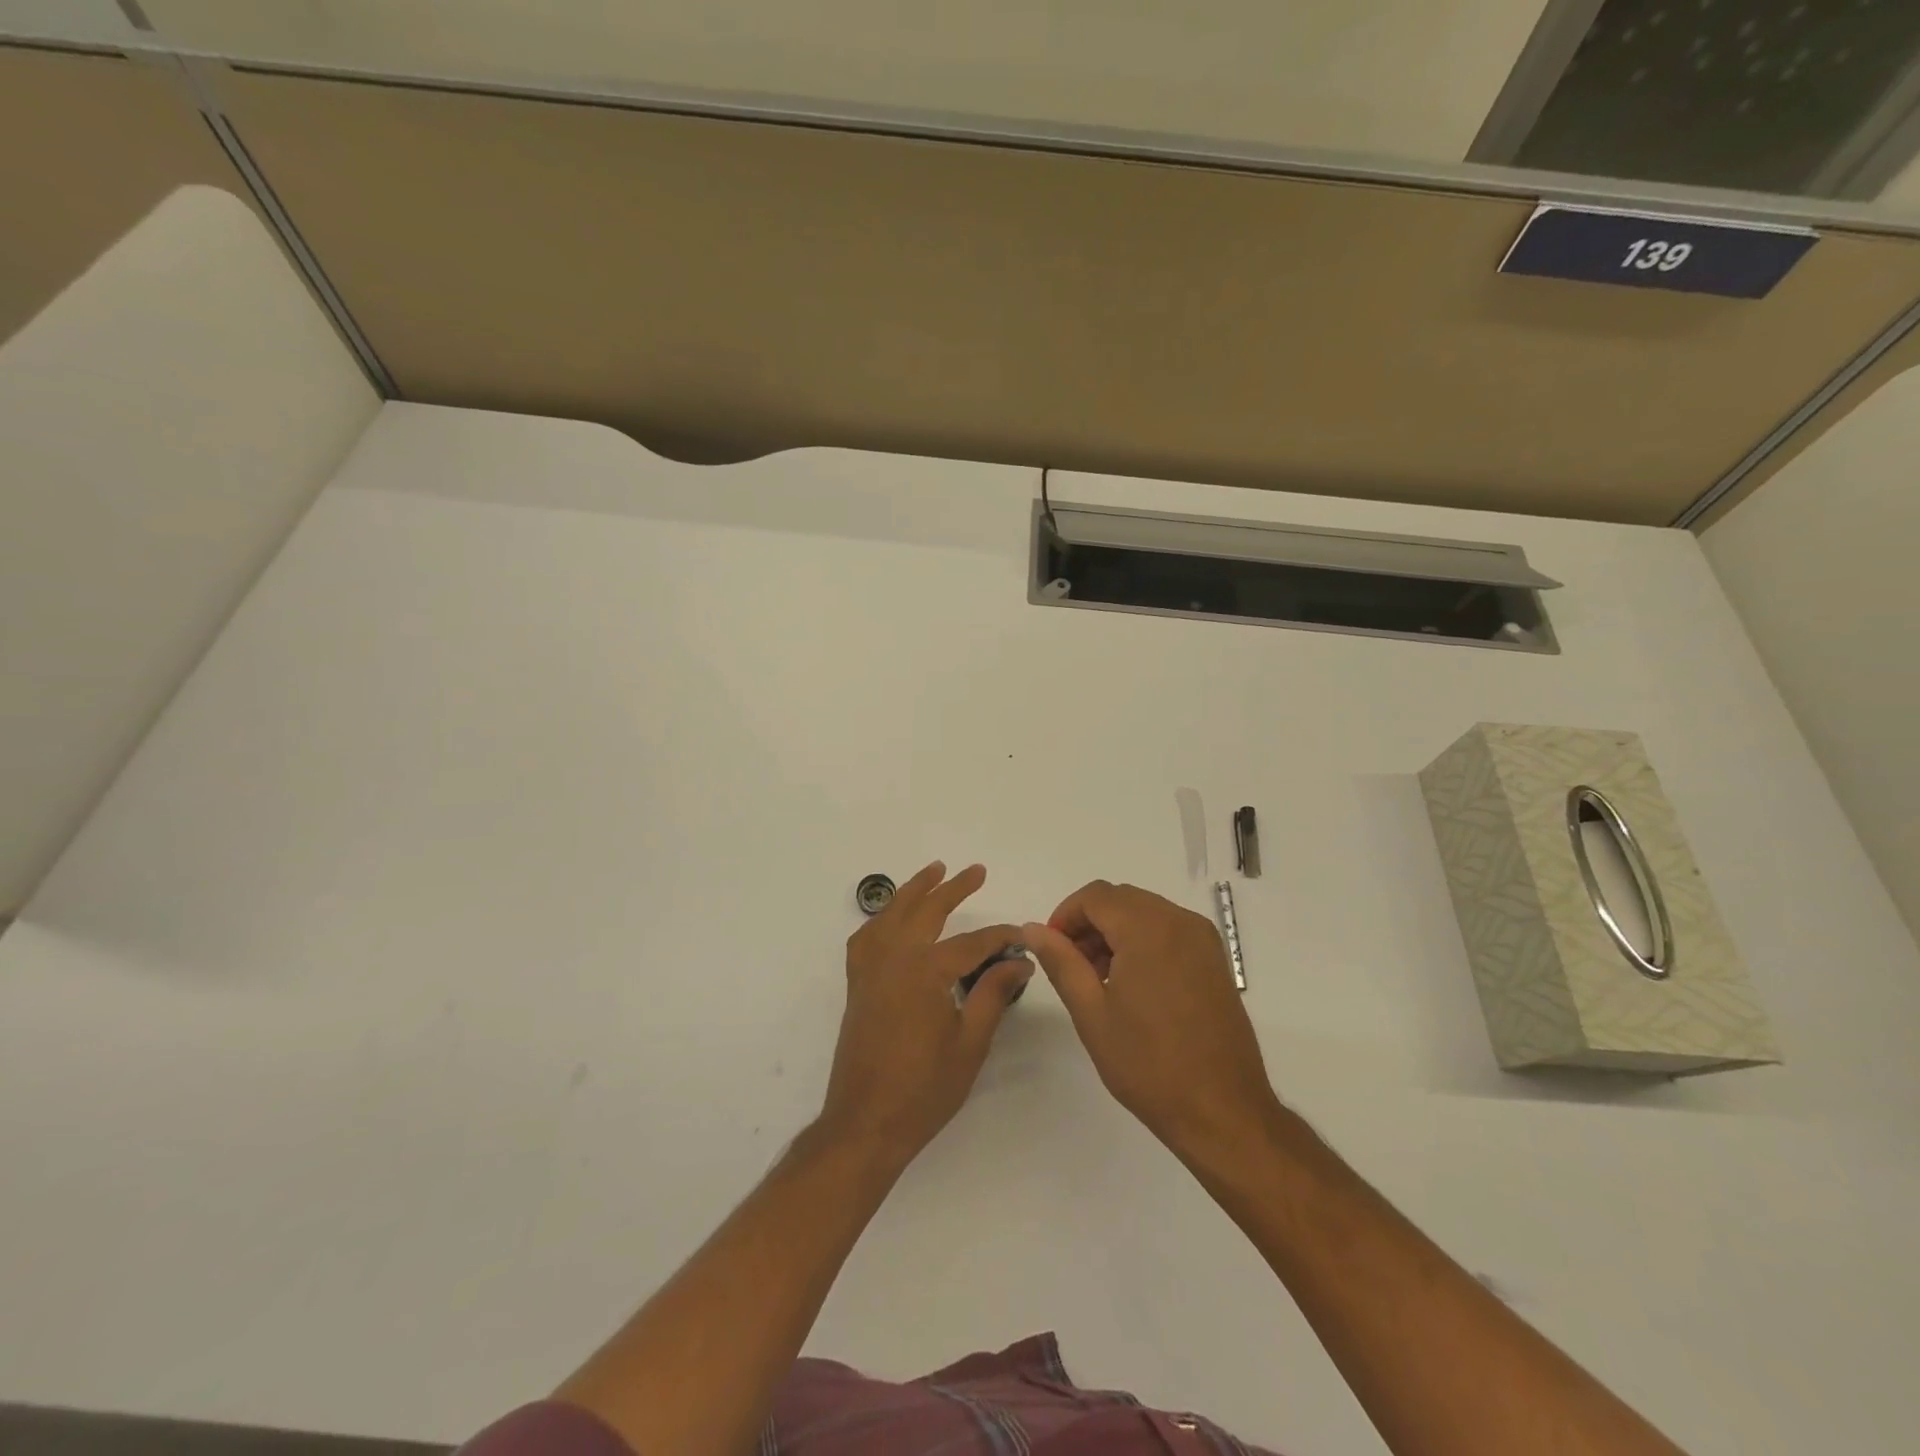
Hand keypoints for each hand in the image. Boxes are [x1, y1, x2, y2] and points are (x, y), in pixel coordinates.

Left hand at [820, 862, 1031, 1166]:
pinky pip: (866, 937)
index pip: (972, 943)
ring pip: (892, 914)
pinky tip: (892, 920)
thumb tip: (1020, 961)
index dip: (1000, 937)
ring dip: (914, 890)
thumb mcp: (970, 1043)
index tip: (1022, 936)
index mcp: (926, 971)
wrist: (866, 1123)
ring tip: (933, 872)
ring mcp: (870, 969)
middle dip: (953, 888)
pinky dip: (881, 919)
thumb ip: (993, 994)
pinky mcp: (857, 984)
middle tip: (976, 871)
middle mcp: (894, 958)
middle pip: (926, 910)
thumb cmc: (924, 1089)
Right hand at [1023, 880, 1281, 1162]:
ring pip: (1145, 912)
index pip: (1095, 896)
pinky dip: (1143, 941)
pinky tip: (1133, 985)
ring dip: (1115, 932)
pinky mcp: (1215, 960)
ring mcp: (1203, 939)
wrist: (1222, 1111)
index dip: (1065, 916)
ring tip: (1099, 980)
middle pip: (1121, 899)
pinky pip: (1169, 930)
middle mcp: (1179, 921)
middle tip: (1072, 967)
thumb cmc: (1149, 1064)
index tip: (1052, 951)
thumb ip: (1061, 962)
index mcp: (1148, 928)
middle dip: (1089, 924)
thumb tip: (1033, 929)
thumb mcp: (1091, 1013)